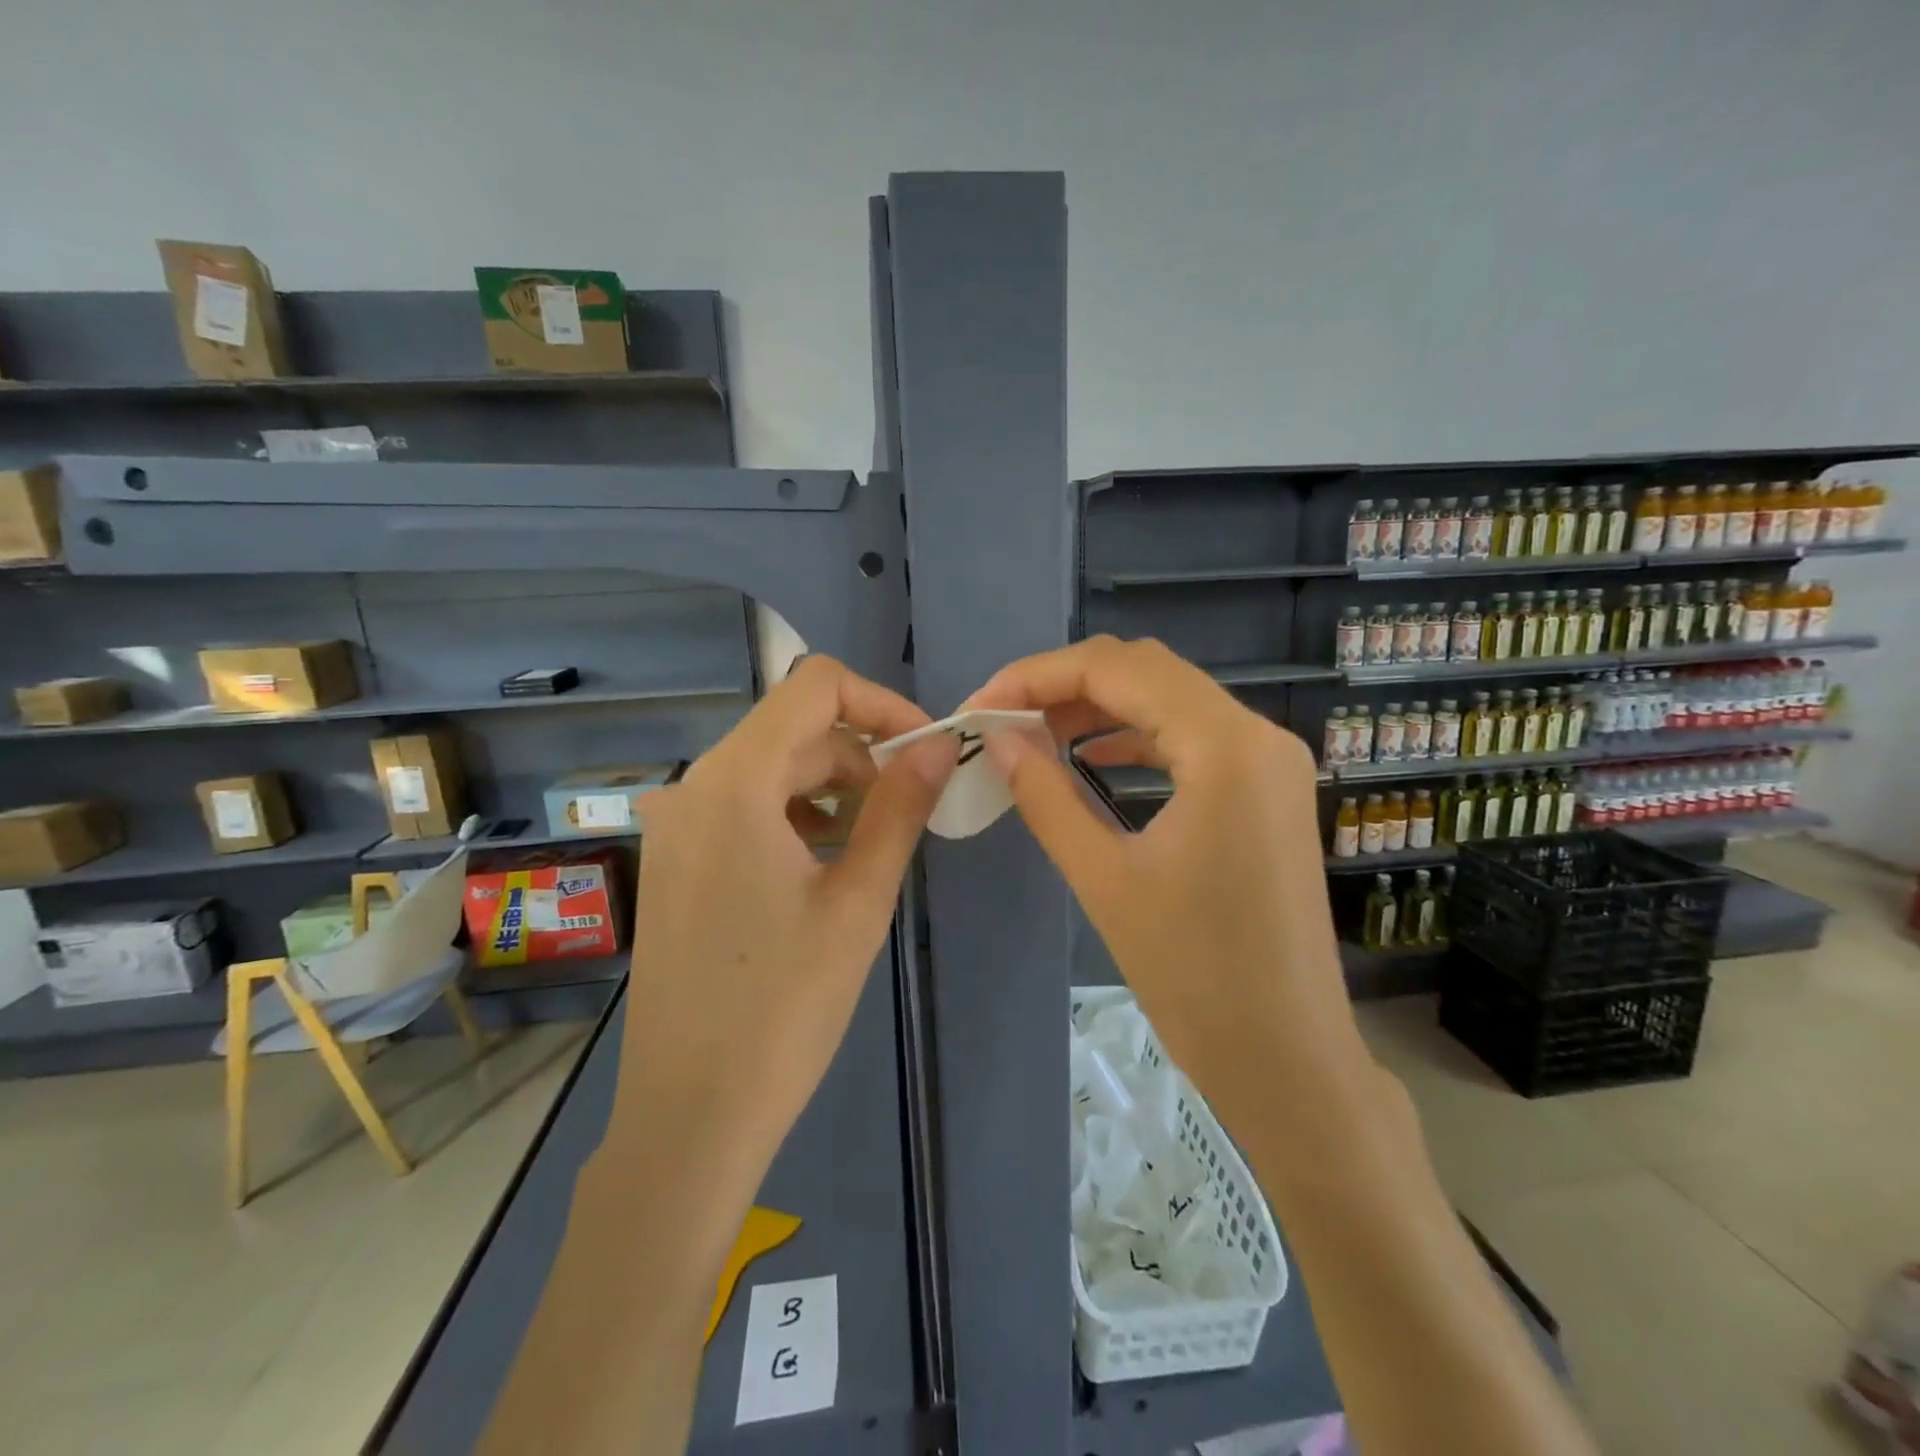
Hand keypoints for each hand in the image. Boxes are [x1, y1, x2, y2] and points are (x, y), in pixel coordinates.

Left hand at [614, 656, 957, 1187]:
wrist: (689, 1116)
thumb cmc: (784, 1009)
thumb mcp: (859, 902)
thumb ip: (901, 807)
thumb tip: (942, 744)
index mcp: (734, 783)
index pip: (814, 685)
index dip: (880, 702)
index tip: (925, 749)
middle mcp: (693, 787)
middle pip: (793, 729)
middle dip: (861, 754)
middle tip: (911, 809)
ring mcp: (675, 825)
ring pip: (769, 768)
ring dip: (830, 787)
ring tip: (872, 844)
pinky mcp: (673, 861)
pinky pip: (743, 807)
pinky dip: (794, 814)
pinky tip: (823, 865)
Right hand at [969, 636, 1367, 1121]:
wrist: (1287, 1058)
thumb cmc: (1194, 975)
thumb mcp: (1104, 878)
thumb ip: (1045, 795)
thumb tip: (997, 740)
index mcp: (1225, 746)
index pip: (1116, 668)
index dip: (1036, 677)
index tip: (979, 708)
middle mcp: (1258, 734)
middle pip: (1145, 670)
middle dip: (1063, 685)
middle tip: (1001, 720)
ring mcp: (1270, 761)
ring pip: (1169, 698)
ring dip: (1099, 706)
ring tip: (1035, 735)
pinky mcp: (1268, 789)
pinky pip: (1192, 736)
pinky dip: (1136, 735)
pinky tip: (1093, 757)